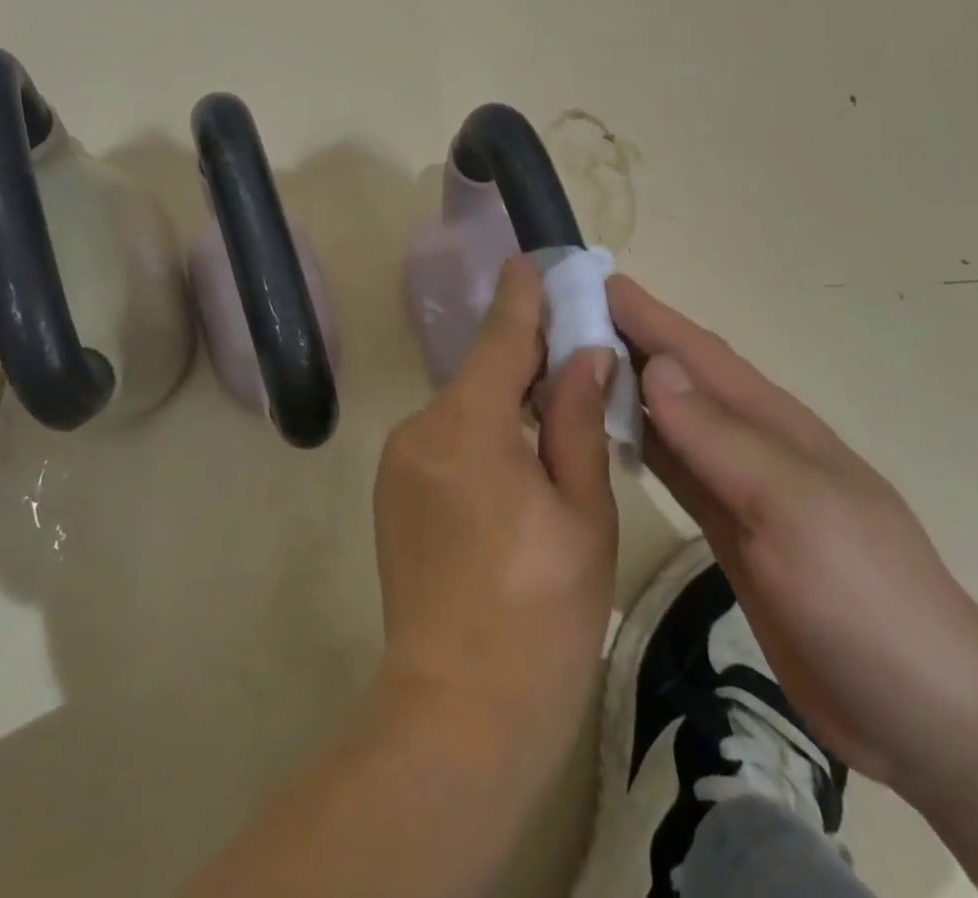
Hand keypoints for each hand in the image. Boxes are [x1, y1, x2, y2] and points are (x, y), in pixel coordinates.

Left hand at [374, 257, 619, 786]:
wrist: (457, 715)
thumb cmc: (540, 615)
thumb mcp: (582, 513)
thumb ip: (576, 421)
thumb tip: (584, 352)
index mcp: (467, 425)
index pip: (499, 336)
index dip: (522, 297)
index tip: (535, 261)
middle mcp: (420, 428)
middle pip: (481, 372)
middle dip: (525, 356)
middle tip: (575, 349)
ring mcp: (398, 461)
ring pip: (464, 407)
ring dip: (505, 401)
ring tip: (555, 412)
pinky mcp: (393, 490)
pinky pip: (446, 439)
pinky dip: (482, 433)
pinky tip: (516, 463)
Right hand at [608, 275, 977, 799]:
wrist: (927, 715)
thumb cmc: (865, 597)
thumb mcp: (793, 507)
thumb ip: (720, 437)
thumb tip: (655, 364)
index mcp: (774, 423)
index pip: (697, 351)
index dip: (646, 313)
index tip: (589, 279)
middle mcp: (752, 444)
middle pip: (679, 378)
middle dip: (626, 340)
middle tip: (559, 318)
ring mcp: (742, 489)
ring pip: (670, 421)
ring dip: (624, 388)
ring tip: (567, 365)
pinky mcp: (731, 532)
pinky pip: (673, 471)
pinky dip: (638, 443)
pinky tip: (605, 435)